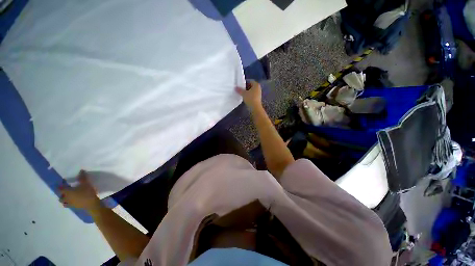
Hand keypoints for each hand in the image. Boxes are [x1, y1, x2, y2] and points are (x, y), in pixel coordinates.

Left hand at [59, 170, 101, 210]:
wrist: (92, 204)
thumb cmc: (87, 193)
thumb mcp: (86, 183)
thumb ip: (82, 177)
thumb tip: (81, 170)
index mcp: (66, 192)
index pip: (60, 188)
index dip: (61, 185)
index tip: (63, 182)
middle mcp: (66, 198)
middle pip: (61, 196)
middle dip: (62, 194)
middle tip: (66, 190)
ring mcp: (70, 203)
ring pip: (64, 202)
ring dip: (65, 199)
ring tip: (69, 196)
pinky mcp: (74, 207)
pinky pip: (69, 205)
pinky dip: (69, 203)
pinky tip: (74, 201)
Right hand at [236, 80, 261, 109]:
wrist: (255, 107)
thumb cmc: (250, 98)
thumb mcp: (244, 93)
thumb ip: (239, 90)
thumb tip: (235, 87)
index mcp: (256, 85)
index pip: (250, 81)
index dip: (245, 82)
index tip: (240, 85)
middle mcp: (258, 88)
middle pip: (251, 86)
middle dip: (245, 87)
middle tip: (240, 89)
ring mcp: (258, 93)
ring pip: (251, 91)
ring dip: (247, 92)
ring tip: (241, 93)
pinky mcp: (257, 98)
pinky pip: (252, 95)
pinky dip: (249, 95)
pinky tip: (245, 97)